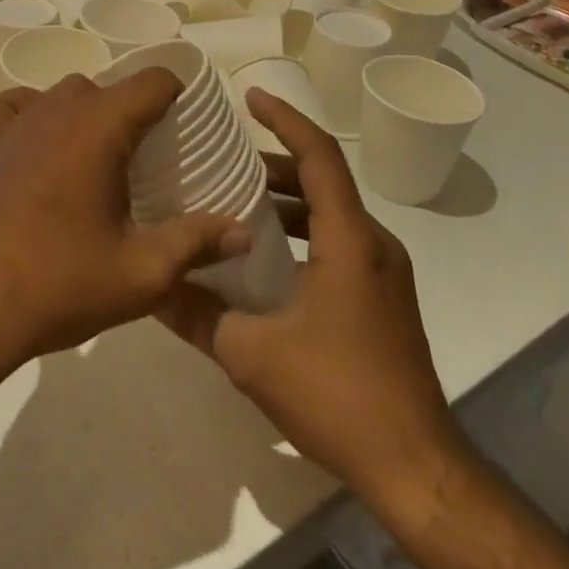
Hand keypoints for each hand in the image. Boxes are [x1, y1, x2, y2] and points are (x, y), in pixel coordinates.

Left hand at [0, 73, 251, 379]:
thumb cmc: (60, 283)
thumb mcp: (142, 272)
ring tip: (102, 159)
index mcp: (100, 126)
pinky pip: (14, 105)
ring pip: (66, 93)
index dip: (177, 96)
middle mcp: (58, 109)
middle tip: (151, 161)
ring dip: (90, 113)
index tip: (188, 129)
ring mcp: (18, 123)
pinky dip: (32, 111)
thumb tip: (243, 231)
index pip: (152, 81)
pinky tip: (42, 143)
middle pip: (110, 88)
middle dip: (136, 113)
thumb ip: (196, 243)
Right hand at [156, 91, 466, 503]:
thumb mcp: (253, 355)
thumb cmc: (338, 396)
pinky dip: (302, 235)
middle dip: (274, 164)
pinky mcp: (383, 301)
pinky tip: (265, 262)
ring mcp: (384, 274)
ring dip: (287, 203)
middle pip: (323, 181)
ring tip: (236, 205)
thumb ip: (198, 315)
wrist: (417, 470)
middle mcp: (373, 244)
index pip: (318, 156)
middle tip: (225, 161)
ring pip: (331, 215)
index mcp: (349, 240)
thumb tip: (150, 287)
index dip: (285, 119)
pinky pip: (338, 244)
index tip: (250, 98)